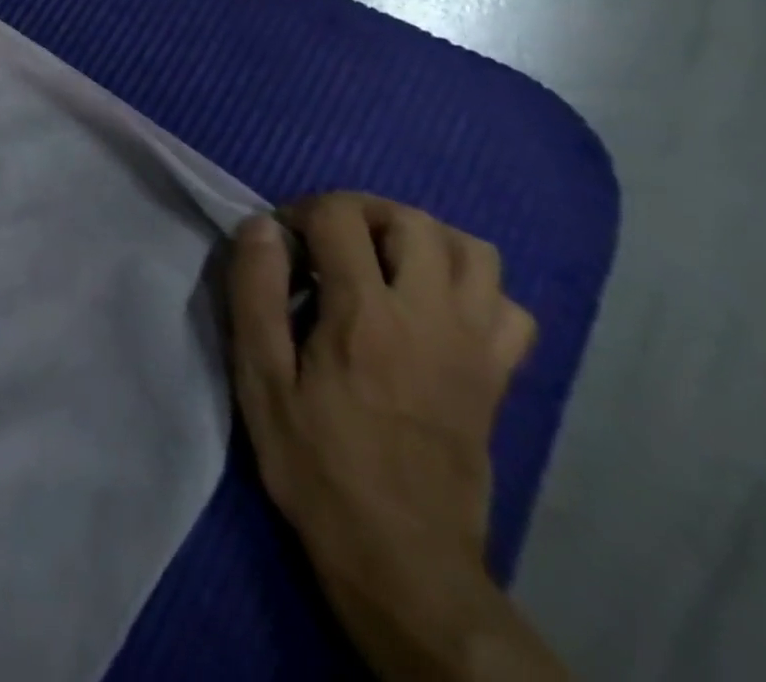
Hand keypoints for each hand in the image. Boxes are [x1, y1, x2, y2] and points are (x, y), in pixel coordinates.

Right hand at [229, 194, 558, 679]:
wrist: (399, 554)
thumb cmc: (314, 459)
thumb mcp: (259, 375)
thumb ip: (256, 291)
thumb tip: (260, 225)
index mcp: (365, 315)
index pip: (341, 217)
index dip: (302, 211)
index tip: (280, 242)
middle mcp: (431, 318)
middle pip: (413, 220)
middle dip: (362, 211)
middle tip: (326, 240)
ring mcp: (476, 348)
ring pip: (474, 252)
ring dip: (422, 238)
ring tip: (380, 260)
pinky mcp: (499, 378)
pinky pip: (510, 308)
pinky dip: (474, 288)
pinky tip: (432, 306)